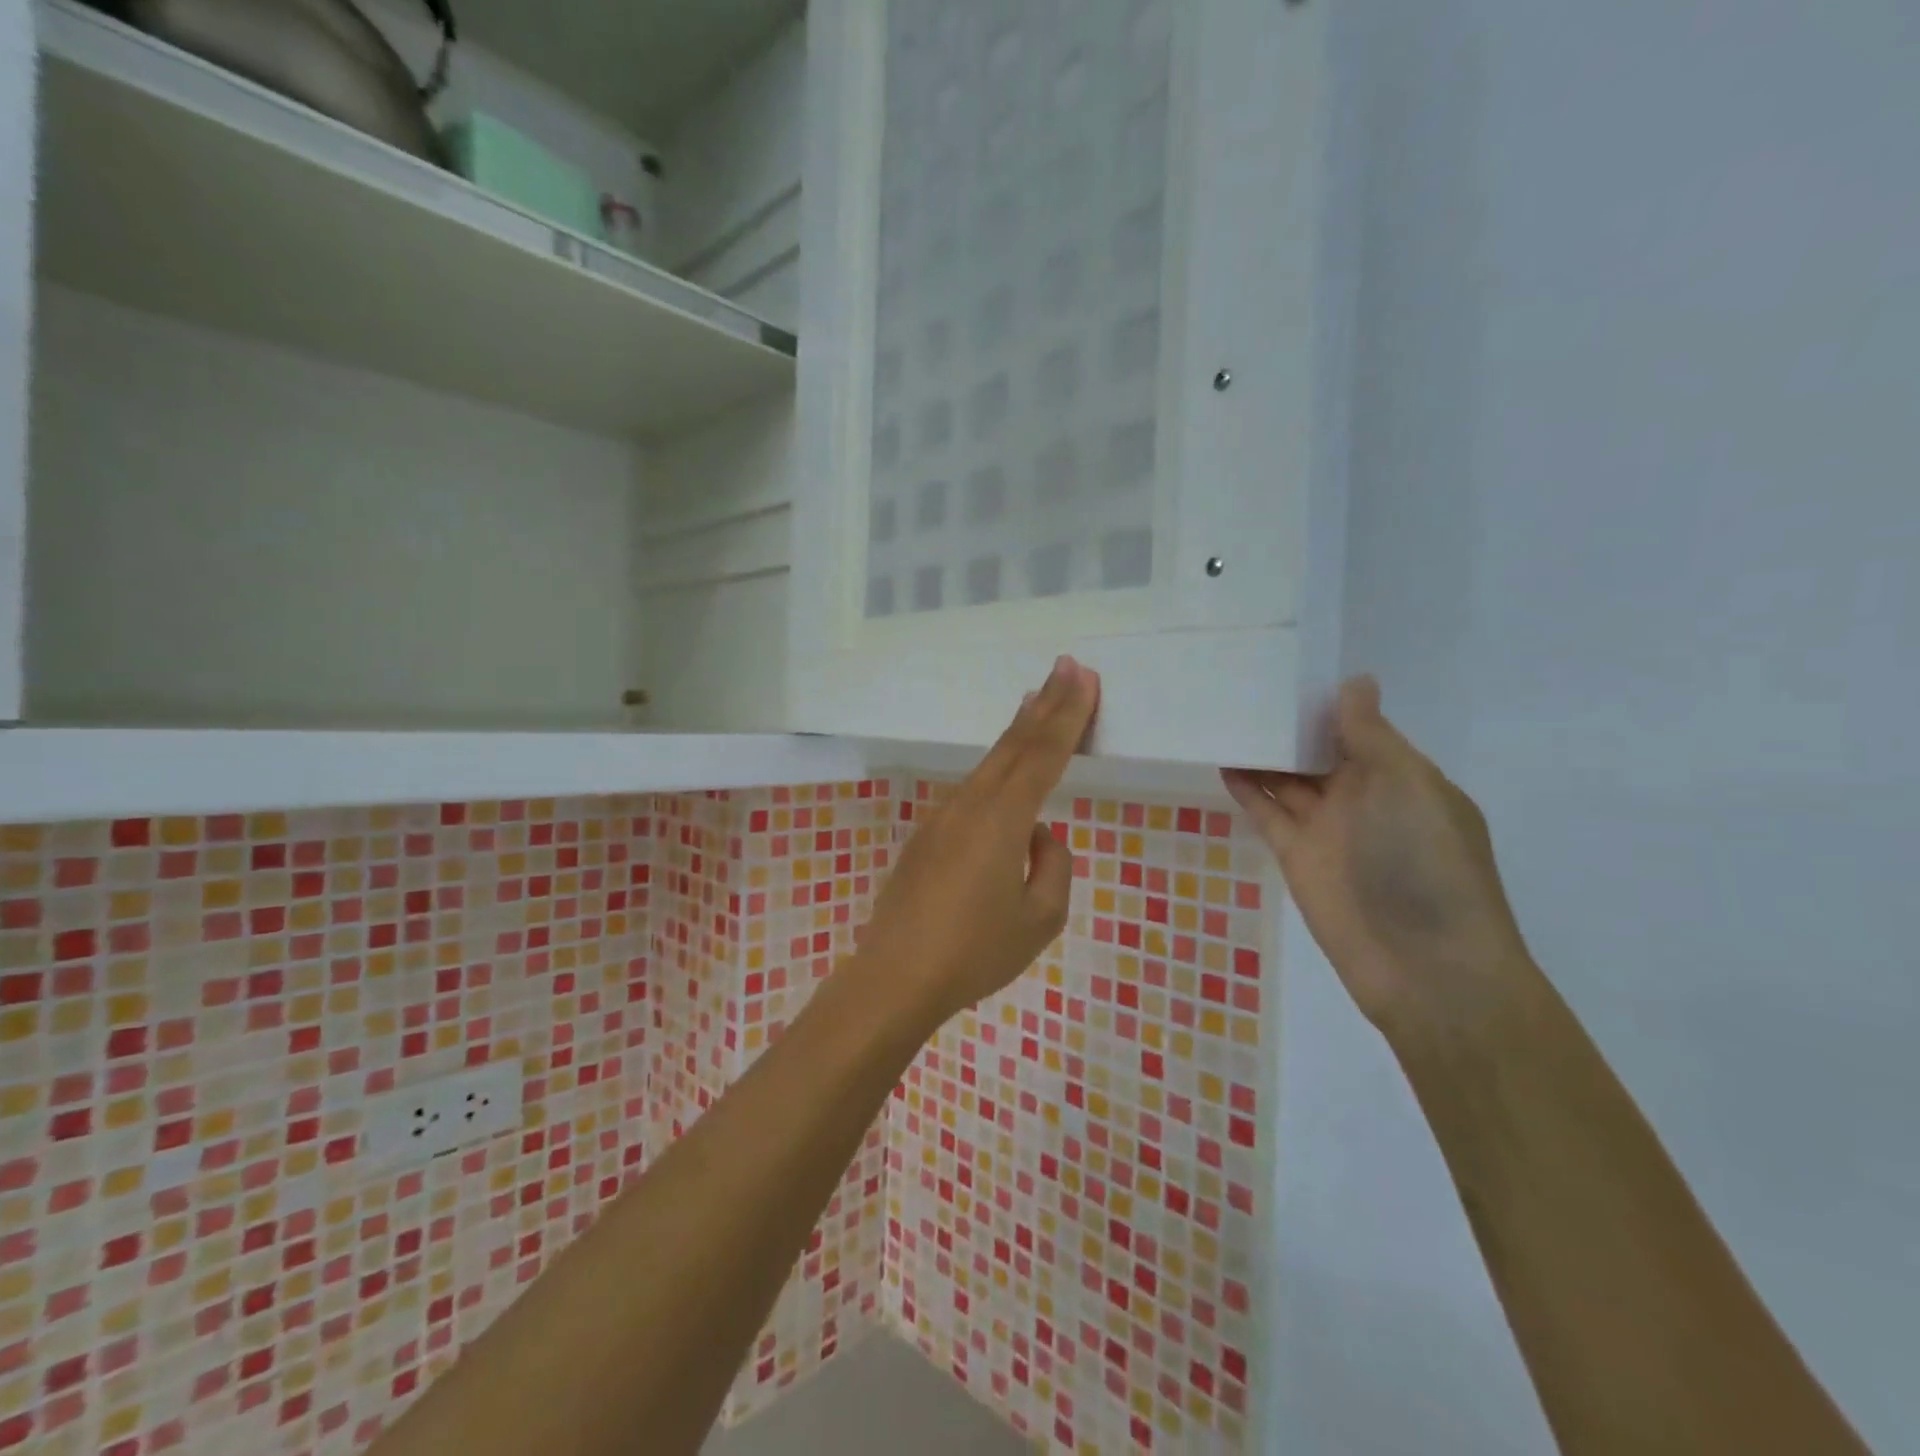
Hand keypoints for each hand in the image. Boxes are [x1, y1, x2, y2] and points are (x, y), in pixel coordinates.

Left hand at [853, 656, 1100, 1031]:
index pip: (1043, 754)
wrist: (896, 977)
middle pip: (1014, 745)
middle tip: (1065, 666)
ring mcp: (942, 817)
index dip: (1067, 714)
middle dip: (1044, 704)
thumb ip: (1051, 865)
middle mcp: (970, 805)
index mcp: (1001, 819)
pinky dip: (996, 765)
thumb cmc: (975, 952)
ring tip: (1036, 700)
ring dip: (1017, 730)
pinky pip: (973, 789)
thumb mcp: (1039, 918)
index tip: (1083, 676)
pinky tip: (1003, 768)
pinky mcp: (927, 836)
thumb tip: (1036, 835)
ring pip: (989, 763)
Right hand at [1223, 677, 1537, 1042]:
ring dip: (1262, 754)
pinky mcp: (1296, 855)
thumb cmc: (1426, 864)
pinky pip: (1267, 812)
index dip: (1325, 703)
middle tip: (1241, 686)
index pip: (1358, 729)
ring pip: (1287, 780)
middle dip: (1287, 725)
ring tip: (1224, 718)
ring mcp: (1327, 828)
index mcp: (1400, 776)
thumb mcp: (1407, 786)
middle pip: (1317, 752)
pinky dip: (1247, 789)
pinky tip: (1223, 762)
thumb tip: (1356, 681)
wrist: (1424, 965)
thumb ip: (1371, 736)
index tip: (1286, 669)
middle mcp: (1363, 797)